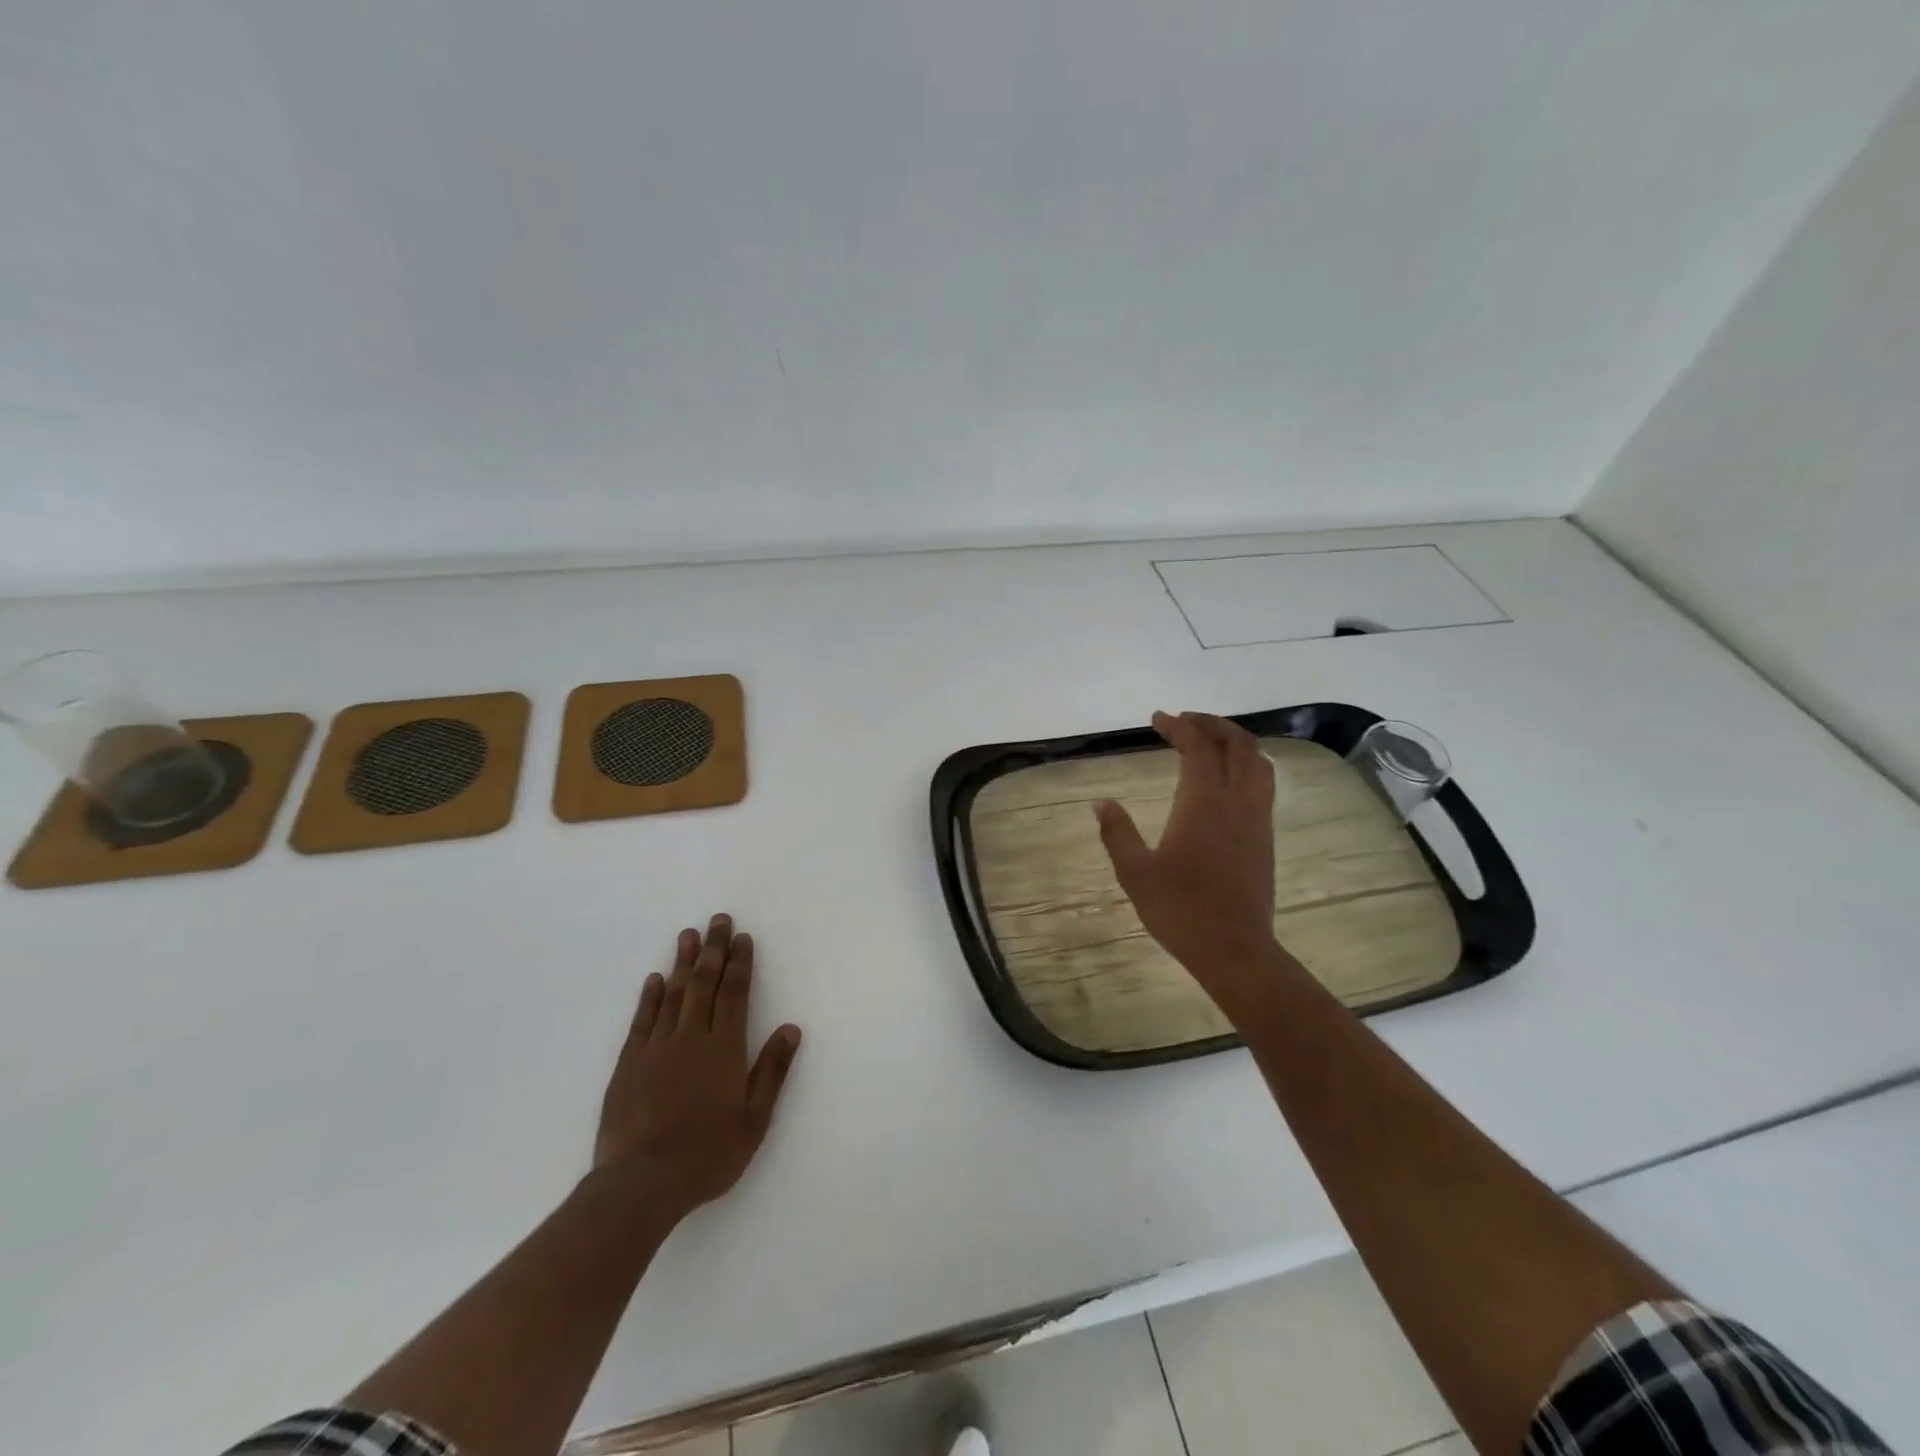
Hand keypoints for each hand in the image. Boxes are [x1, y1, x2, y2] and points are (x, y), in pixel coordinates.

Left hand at [593, 914, 802, 1223]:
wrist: (641, 1185)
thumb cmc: (707, 1154)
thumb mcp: (754, 1119)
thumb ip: (772, 1071)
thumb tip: (792, 1029)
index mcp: (724, 1048)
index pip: (735, 993)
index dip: (740, 963)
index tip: (742, 937)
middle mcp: (691, 1038)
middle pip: (704, 983)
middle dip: (713, 949)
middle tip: (718, 919)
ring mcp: (656, 1048)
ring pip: (673, 994)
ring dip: (682, 962)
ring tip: (688, 934)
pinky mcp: (629, 1064)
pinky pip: (642, 1020)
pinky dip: (650, 996)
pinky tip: (655, 979)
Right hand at [1095, 712, 1287, 1010]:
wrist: (1234, 950)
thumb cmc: (1180, 910)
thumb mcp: (1135, 873)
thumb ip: (1117, 833)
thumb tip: (1101, 803)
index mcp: (1203, 803)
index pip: (1197, 748)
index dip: (1178, 727)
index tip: (1158, 718)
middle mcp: (1236, 801)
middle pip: (1236, 744)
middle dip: (1211, 724)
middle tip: (1184, 721)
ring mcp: (1257, 818)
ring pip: (1258, 761)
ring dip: (1235, 741)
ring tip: (1210, 740)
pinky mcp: (1265, 836)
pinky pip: (1263, 783)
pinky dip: (1247, 764)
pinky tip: (1229, 777)